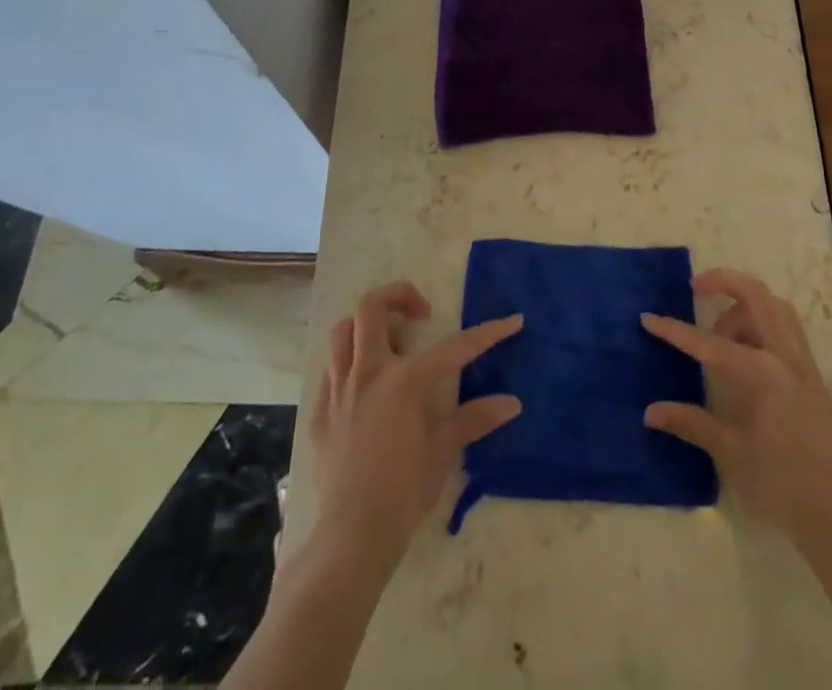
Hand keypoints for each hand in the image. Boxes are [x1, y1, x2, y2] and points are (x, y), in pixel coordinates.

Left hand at [305, 281, 523, 572]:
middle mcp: (368, 372)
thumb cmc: (404, 492)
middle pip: (371, 307)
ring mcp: (338, 389)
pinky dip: (349, 364)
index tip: (512, 320)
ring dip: (366, 326)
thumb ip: (474, 419)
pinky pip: (331, 370)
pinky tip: (365, 386)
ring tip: (389, 343)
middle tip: (422, 314)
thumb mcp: (444, 452)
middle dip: (398, 295)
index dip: (487, 333)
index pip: (454, 347)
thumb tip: (512, 402)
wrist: (351, 537)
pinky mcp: (319, 412)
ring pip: (343, 331)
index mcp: (404, 380)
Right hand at [641, 269, 831, 554]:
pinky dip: (763, 323)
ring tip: (721, 333)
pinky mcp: (813, 375)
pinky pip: (787, 328)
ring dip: (745, 304)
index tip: (648, 317)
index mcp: (761, 374)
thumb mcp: (731, 454)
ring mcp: (803, 363)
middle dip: (722, 281)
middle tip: (694, 290)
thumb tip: (650, 411)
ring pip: (775, 306)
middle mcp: (785, 356)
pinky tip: (746, 354)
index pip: (709, 342)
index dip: (674, 331)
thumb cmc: (781, 486)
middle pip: (755, 294)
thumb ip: (691, 423)